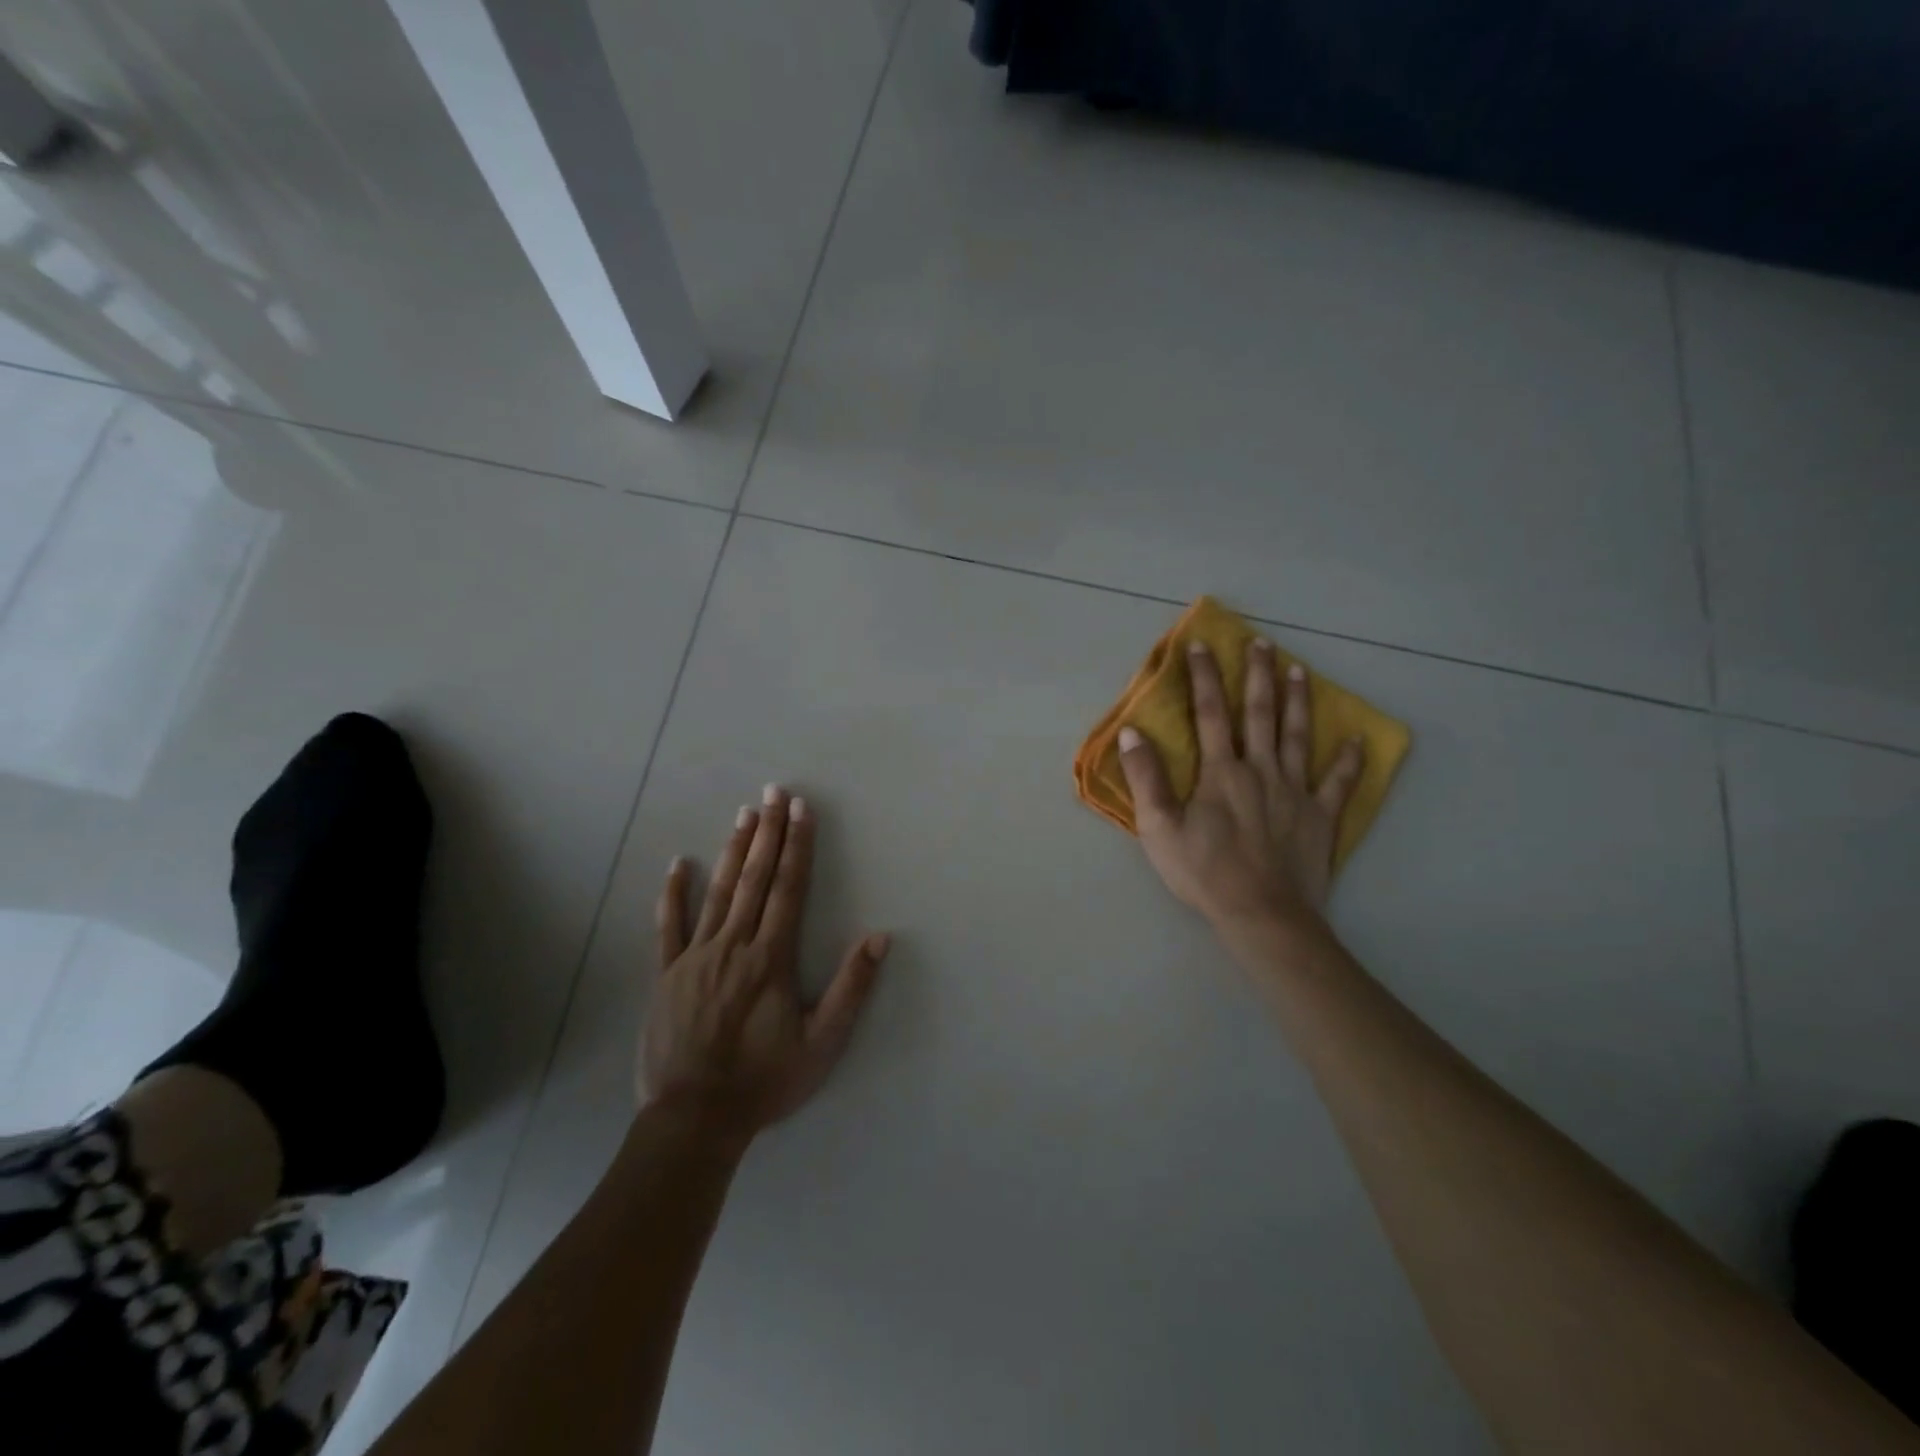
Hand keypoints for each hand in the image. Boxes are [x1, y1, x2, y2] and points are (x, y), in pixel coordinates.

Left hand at [642, 786, 888, 1138]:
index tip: (801, 810)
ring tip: (744, 813)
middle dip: (768, 832)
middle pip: (755, 878)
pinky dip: (673, 893)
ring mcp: (695, 957)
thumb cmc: (764, 1081)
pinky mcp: (667, 975)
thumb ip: (851, 988)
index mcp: (771, 957)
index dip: (797, 846)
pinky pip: (668, 926)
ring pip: (718, 892)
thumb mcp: (822, 1043)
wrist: (694, 1119)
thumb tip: (879, 938)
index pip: (788, 888)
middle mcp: (733, 945)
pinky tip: (678, 864)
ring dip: (733, 850)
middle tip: (774, 792)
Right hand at [1119, 639, 1363, 930]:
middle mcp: (1260, 770)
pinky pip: (1338, 783)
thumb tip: (1131, 733)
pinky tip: (1356, 739)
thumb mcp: (1159, 828)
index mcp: (1220, 772)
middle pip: (1259, 714)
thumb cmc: (1204, 872)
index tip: (1201, 645)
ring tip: (1300, 671)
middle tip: (1263, 643)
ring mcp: (1295, 791)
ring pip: (1297, 736)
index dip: (1204, 678)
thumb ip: (1145, 778)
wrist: (1261, 914)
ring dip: (1298, 701)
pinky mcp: (1319, 817)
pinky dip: (1348, 760)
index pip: (1209, 714)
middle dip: (1258, 675)